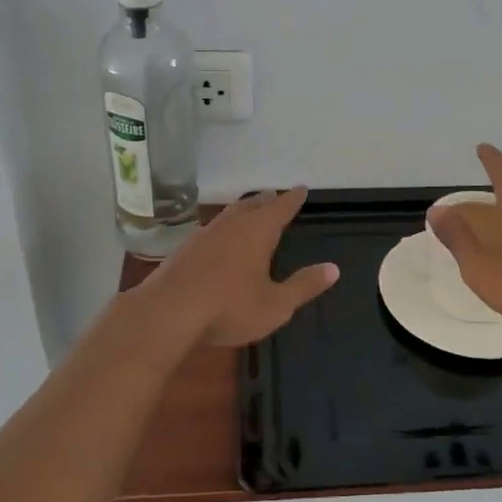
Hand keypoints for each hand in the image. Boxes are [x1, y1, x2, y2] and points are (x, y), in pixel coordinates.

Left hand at [147, 188, 338, 347]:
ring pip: (229, 215)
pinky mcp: (184, 249)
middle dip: (266, 200)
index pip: (281, 207)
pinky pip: (211, 229)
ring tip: (249, 212)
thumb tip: (334, 268)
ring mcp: (204, 234)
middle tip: (275, 196)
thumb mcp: (276, 304)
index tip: (301, 189)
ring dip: (242, 211)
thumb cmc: (229, 307)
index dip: (293, 198)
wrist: (167, 312)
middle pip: (252, 205)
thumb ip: (304, 285)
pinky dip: (223, 228)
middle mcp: (231, 224)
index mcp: (257, 231)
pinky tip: (219, 240)